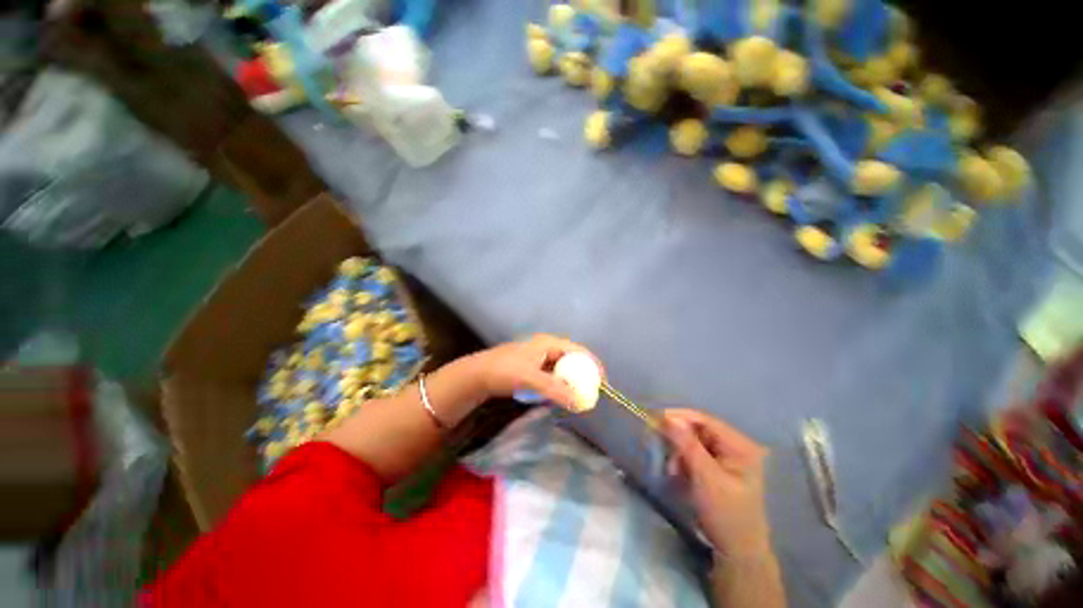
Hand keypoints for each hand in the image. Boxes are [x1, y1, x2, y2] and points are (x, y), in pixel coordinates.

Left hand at [467, 334, 602, 411]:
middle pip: (572, 358)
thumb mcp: (530, 380)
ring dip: (570, 380)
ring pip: (562, 367)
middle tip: (591, 391)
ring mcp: (538, 356)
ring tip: (578, 395)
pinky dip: (559, 383)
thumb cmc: (504, 371)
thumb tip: (579, 401)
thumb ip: (554, 389)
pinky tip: (559, 394)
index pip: (578, 350)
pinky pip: (552, 374)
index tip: (602, 381)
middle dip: (582, 374)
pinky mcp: (532, 366)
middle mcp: (546, 346)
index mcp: (548, 343)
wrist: (478, 375)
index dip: (592, 364)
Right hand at [663, 409, 771, 556]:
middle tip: (664, 453)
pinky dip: (683, 462)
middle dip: (678, 441)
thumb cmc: (725, 514)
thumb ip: (687, 445)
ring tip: (674, 472)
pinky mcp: (717, 468)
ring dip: (679, 454)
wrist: (735, 552)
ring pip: (692, 442)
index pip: (705, 420)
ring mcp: (726, 458)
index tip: (655, 419)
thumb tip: (667, 417)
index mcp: (740, 445)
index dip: (679, 417)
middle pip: (697, 430)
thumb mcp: (705, 477)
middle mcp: (734, 446)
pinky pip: (693, 455)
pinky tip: (679, 476)